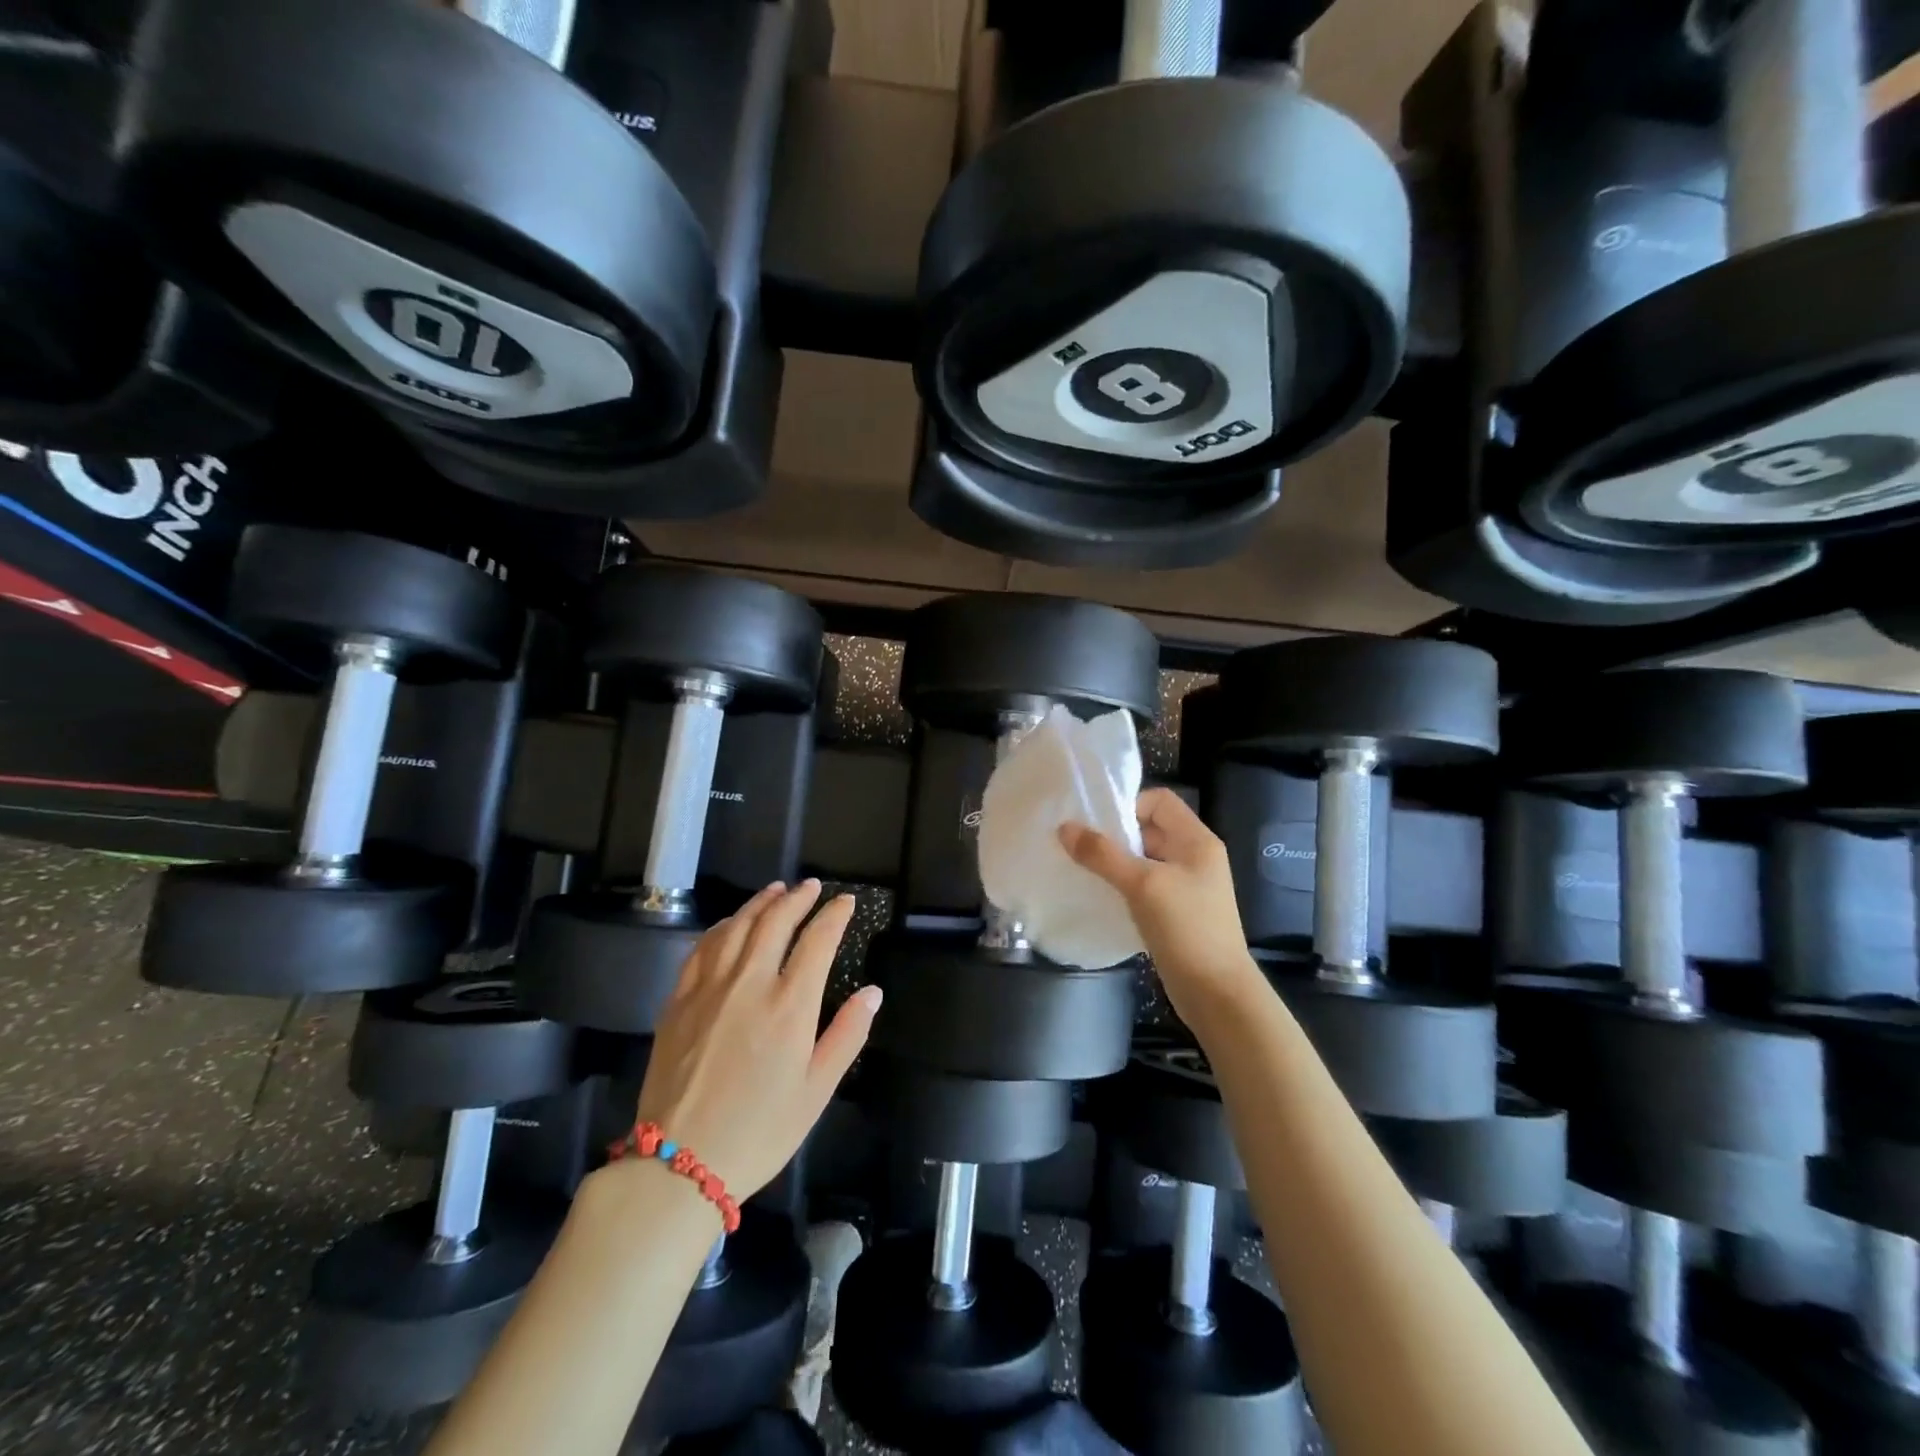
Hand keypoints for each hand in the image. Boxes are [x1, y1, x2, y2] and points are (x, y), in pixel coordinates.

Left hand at [635, 880, 878, 1197]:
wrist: (678, 1164)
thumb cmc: (760, 1131)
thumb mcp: (816, 1091)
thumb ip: (847, 1035)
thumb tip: (872, 992)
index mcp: (790, 1006)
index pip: (817, 941)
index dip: (834, 916)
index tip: (845, 902)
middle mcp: (750, 983)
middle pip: (775, 922)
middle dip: (797, 898)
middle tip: (811, 887)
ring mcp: (709, 988)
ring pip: (737, 926)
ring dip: (760, 903)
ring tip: (776, 890)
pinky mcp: (679, 1000)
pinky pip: (703, 948)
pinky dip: (722, 926)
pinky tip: (731, 924)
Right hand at [1059, 788, 1260, 1025]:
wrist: (1216, 993)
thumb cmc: (1186, 928)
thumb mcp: (1142, 885)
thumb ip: (1102, 855)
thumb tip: (1064, 828)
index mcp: (1197, 840)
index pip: (1159, 801)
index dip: (1128, 805)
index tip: (1096, 825)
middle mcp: (1194, 857)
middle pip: (1149, 829)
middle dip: (1115, 835)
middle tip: (1079, 846)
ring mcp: (1186, 886)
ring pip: (1144, 860)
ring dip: (1115, 862)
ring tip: (1083, 870)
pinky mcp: (1176, 912)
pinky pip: (1145, 886)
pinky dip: (1123, 886)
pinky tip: (1100, 896)